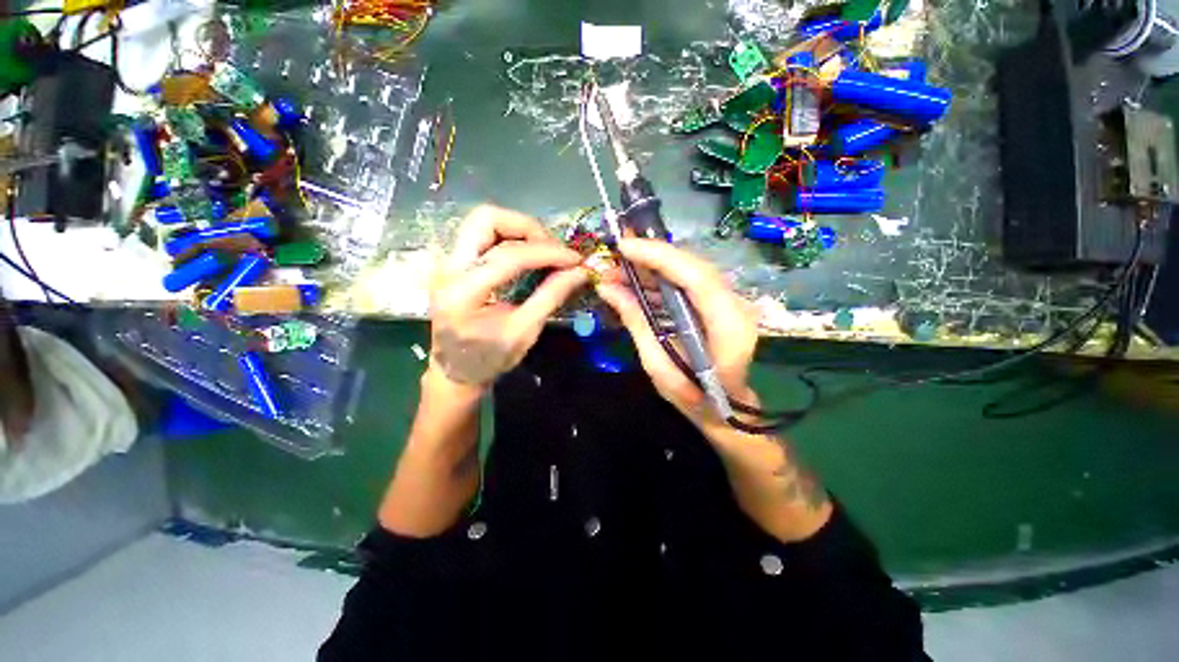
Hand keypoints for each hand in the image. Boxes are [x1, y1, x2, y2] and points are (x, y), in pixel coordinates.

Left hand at [428, 205, 588, 395]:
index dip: (547, 253)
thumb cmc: (489, 358)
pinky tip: (526, 253)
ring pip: (482, 221)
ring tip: (542, 249)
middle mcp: (449, 268)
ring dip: (517, 228)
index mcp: (464, 293)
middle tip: (551, 249)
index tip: (575, 259)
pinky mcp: (453, 262)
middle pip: (485, 219)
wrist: (455, 369)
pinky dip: (509, 236)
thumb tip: (580, 272)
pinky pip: (482, 234)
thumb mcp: (524, 332)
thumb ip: (551, 297)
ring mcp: (447, 262)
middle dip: (526, 227)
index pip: (509, 256)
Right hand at [595, 238, 759, 430]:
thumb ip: (636, 323)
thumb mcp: (658, 367)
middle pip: (693, 266)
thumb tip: (607, 288)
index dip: (659, 256)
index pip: (696, 276)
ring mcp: (730, 303)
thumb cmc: (694, 398)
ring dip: (654, 267)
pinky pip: (689, 282)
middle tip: (615, 256)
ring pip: (690, 271)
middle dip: (652, 256)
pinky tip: (637, 283)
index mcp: (727, 326)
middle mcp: (735, 306)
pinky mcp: (719, 304)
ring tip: (619, 271)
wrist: (726, 410)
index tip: (624, 247)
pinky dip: (661, 279)